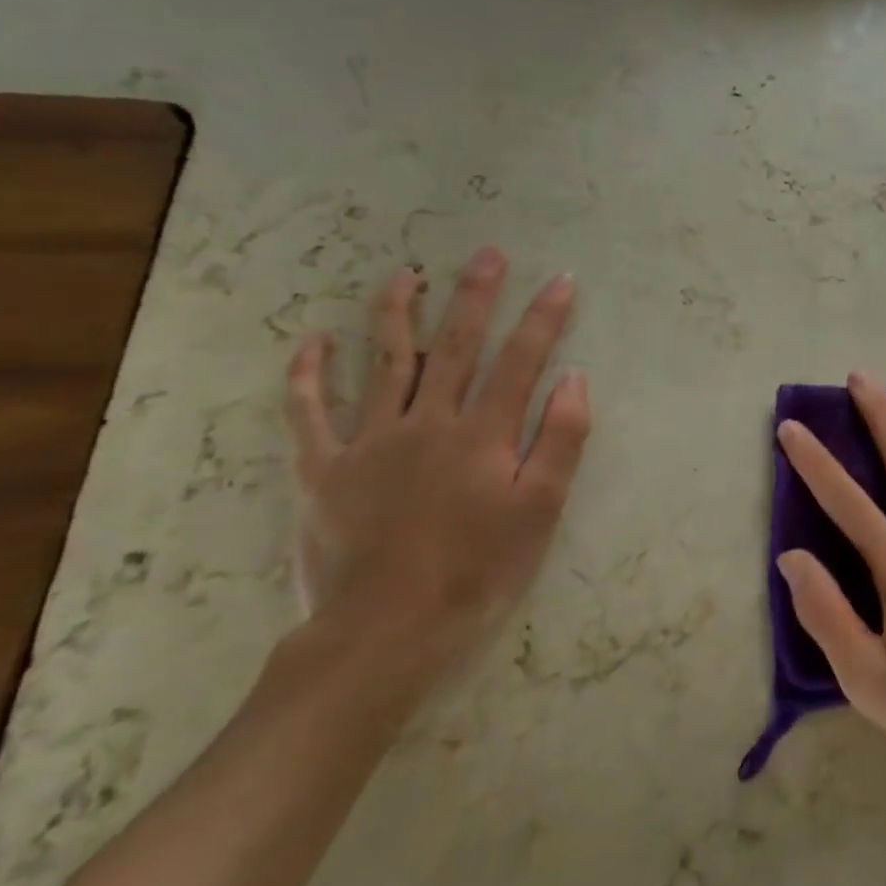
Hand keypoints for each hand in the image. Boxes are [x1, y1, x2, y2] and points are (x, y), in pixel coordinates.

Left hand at [282, 246, 590, 686]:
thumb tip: (576, 378)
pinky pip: (309, 411)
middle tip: (488, 254)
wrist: (385, 631)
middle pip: (456, 346)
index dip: (544, 318)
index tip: (562, 280)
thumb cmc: (478, 571)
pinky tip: (314, 341)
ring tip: (405, 274)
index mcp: (483, 435)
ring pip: (385, 361)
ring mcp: (368, 441)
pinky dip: (309, 373)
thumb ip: (562, 440)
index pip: (521, 360)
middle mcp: (427, 422)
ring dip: (397, 313)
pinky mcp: (322, 469)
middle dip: (475, 296)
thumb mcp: (541, 511)